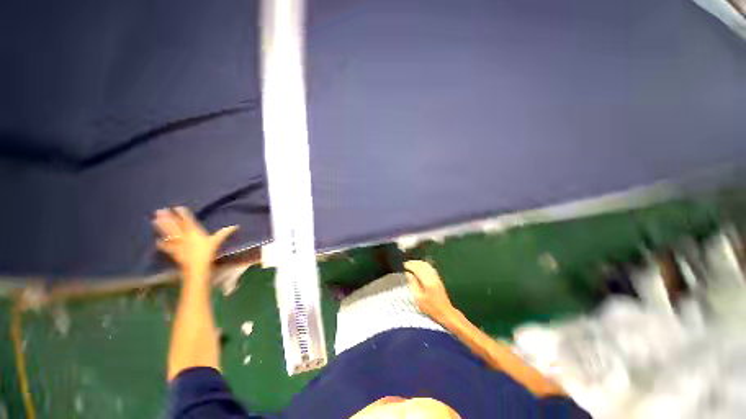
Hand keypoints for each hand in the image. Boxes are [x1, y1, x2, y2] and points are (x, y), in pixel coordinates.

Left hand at [153, 207, 237, 275]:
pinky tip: (157, 241)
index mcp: (194, 232)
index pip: (187, 221)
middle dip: (168, 218)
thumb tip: (235, 226)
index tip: (177, 207)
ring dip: (161, 227)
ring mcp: (177, 243)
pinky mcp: (173, 251)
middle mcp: (184, 236)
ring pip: (168, 233)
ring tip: (155, 220)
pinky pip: (166, 247)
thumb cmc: (208, 252)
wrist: (196, 266)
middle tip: (160, 210)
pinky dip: (161, 244)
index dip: (182, 214)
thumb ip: (224, 233)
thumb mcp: (217, 241)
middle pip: (174, 225)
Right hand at [405, 260, 456, 323]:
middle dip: (414, 263)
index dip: (410, 265)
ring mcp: (436, 277)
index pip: (417, 268)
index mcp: (427, 281)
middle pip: (422, 265)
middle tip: (406, 263)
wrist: (445, 312)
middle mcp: (432, 276)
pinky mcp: (438, 278)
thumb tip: (407, 273)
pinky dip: (423, 265)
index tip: (404, 265)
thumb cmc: (431, 307)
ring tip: (411, 264)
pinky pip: (430, 267)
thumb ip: (413, 283)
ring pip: (426, 265)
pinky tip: (420, 267)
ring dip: (418, 263)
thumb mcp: (419, 298)